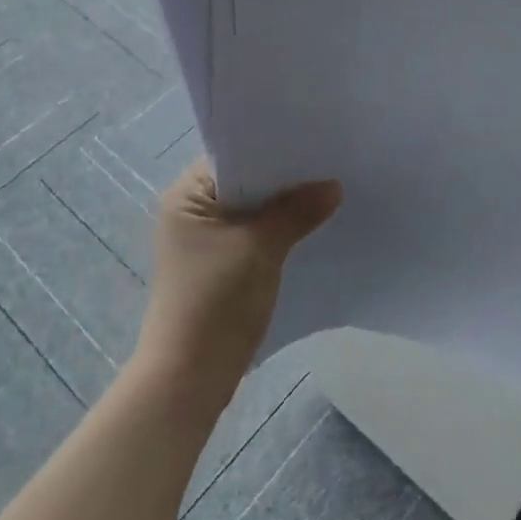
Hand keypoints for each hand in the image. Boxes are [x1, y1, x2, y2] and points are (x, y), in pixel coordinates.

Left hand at [136, 161, 342, 403]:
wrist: (190, 377)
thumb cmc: (217, 300)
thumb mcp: (260, 247)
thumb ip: (297, 211)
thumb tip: (334, 186)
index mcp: (186, 195)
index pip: (234, 156)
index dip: (273, 151)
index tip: (314, 142)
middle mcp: (190, 212)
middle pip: (245, 184)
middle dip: (284, 181)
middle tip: (331, 165)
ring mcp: (204, 241)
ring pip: (252, 212)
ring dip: (283, 208)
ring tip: (329, 193)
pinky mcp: (219, 266)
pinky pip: (253, 236)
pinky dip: (278, 232)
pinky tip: (311, 229)